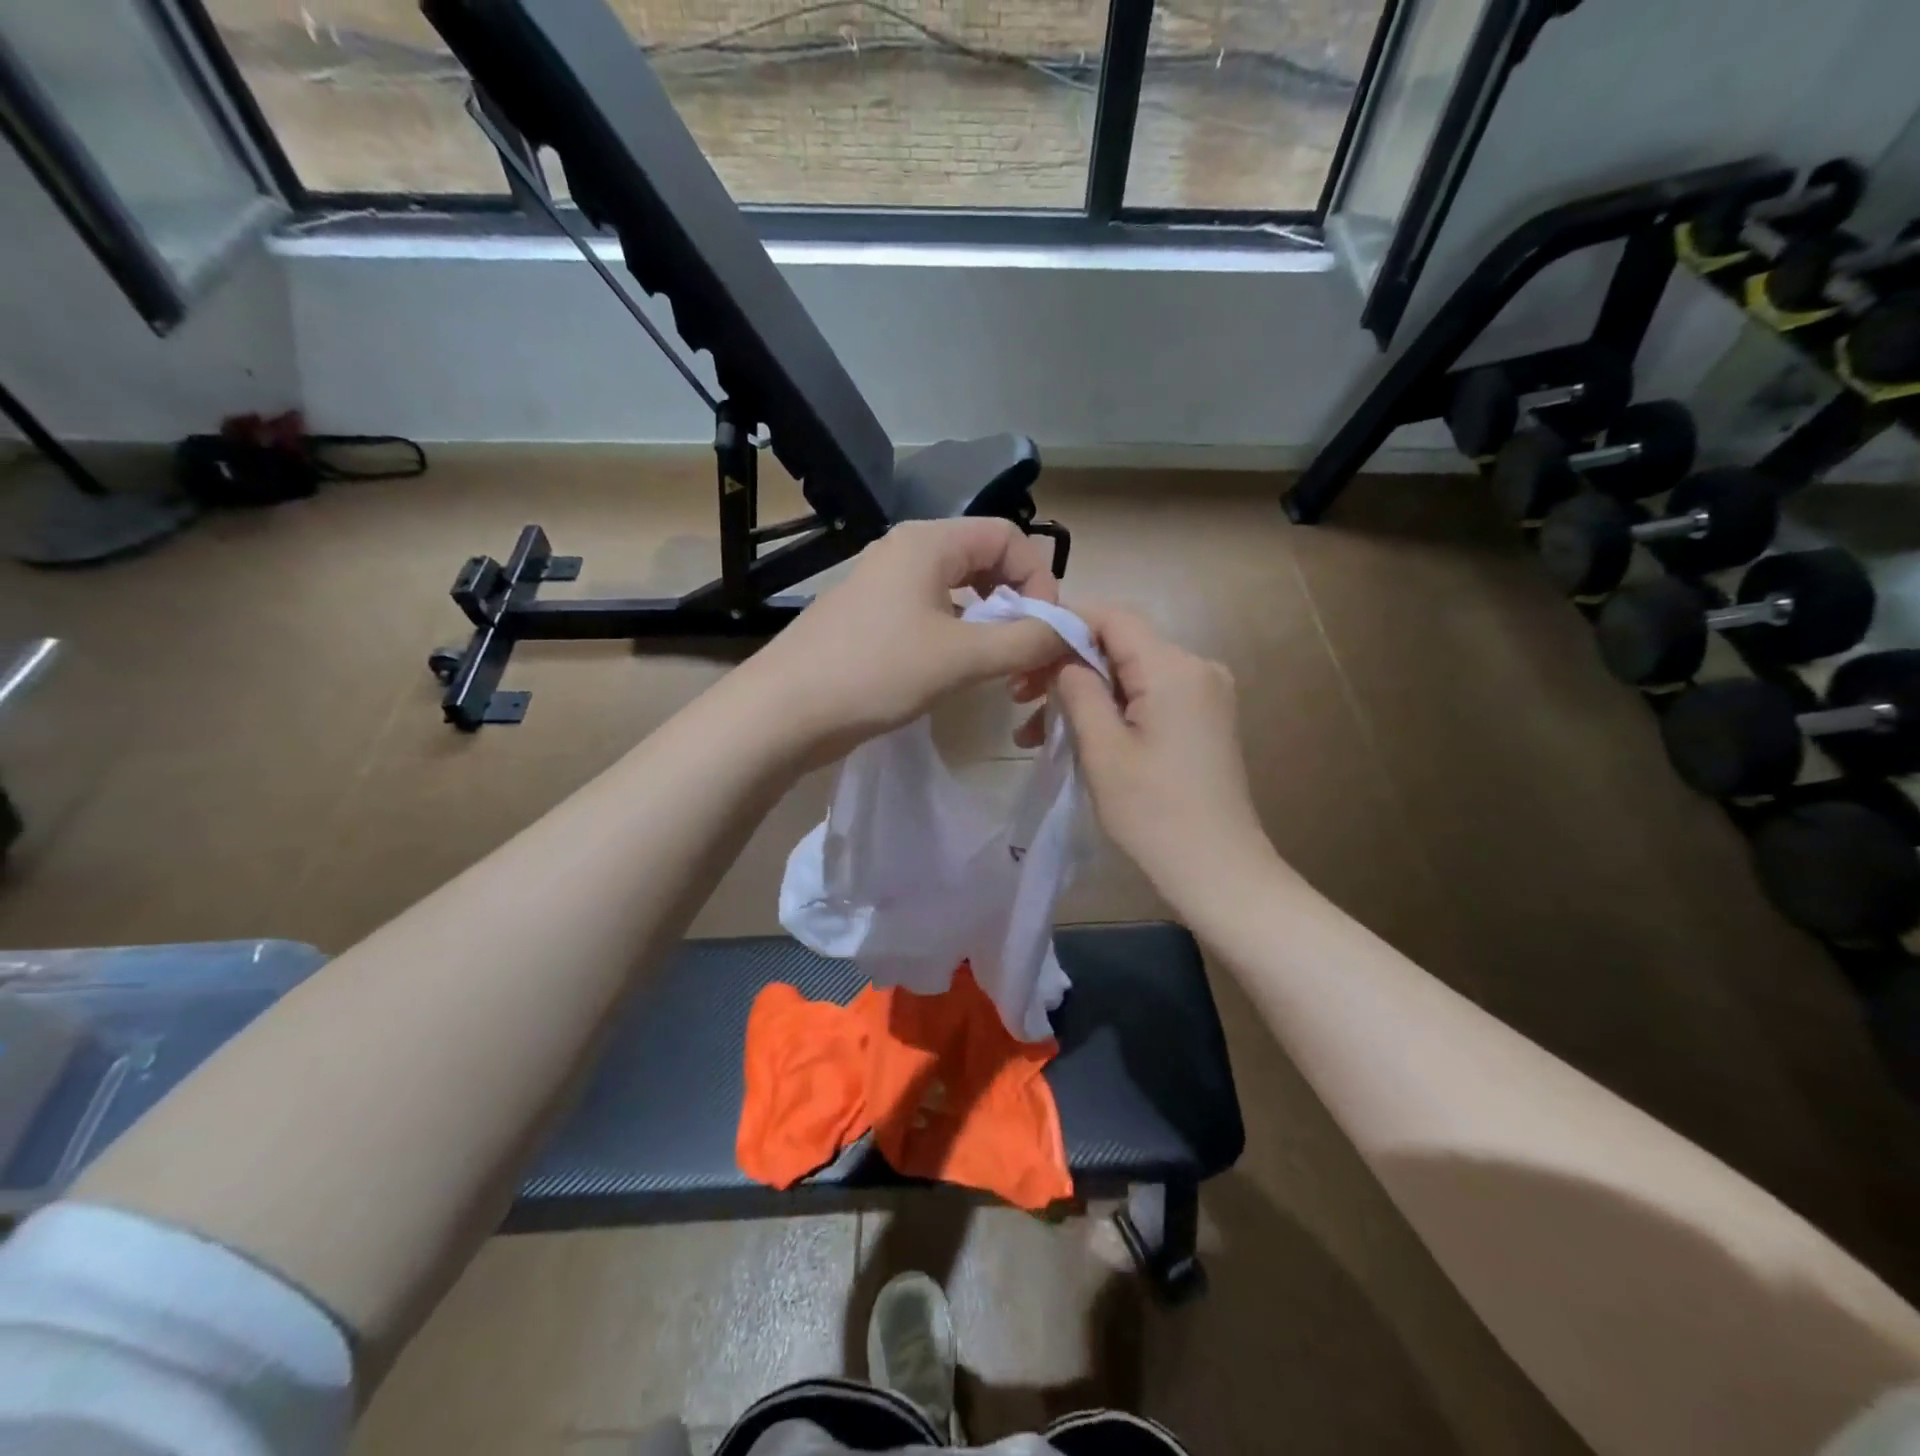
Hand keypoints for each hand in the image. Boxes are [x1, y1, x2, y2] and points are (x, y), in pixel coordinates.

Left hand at [748, 519, 1072, 758]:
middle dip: (1016, 601)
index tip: (1043, 630)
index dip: (1039, 578)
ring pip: (958, 589)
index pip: (1009, 536)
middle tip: (1025, 649)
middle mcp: (906, 550)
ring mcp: (884, 583)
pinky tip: (958, 669)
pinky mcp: (872, 616)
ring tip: (997, 664)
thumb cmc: (875, 672)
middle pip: (985, 559)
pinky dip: (958, 633)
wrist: (784, 711)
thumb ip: (1024, 641)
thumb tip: (1069, 632)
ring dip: (989, 621)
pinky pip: (932, 611)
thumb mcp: (961, 657)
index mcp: (929, 542)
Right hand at [1048, 604, 1271, 909]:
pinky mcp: (1203, 719)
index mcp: (1173, 668)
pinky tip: (1078, 737)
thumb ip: (1078, 690)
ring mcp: (1205, 694)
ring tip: (1033, 731)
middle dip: (1066, 666)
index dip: (1065, 622)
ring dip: (1084, 694)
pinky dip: (1111, 709)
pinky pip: (1149, 696)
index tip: (1023, 649)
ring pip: (1130, 674)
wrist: (1218, 870)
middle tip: (1018, 699)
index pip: (1113, 617)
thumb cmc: (1154, 812)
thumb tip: (1065, 659)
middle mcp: (1197, 668)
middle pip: (1121, 645)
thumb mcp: (1102, 749)